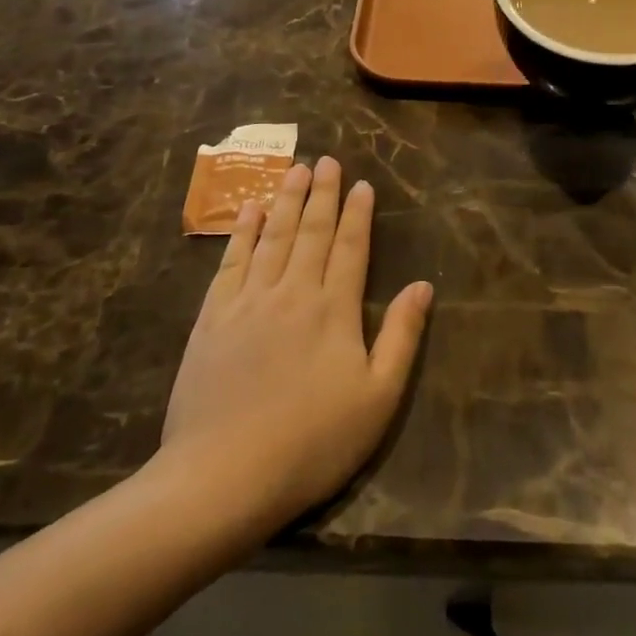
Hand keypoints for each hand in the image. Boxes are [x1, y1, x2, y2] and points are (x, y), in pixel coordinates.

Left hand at [159, 158, 432, 538]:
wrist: (224, 475)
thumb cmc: (313, 442)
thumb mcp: (378, 398)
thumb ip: (402, 336)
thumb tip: (423, 285)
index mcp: (335, 309)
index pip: (350, 247)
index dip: (358, 214)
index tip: (362, 184)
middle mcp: (293, 291)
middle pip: (311, 231)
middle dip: (322, 193)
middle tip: (326, 160)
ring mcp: (248, 301)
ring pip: (272, 236)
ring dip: (285, 200)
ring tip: (294, 169)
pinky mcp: (212, 317)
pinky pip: (231, 260)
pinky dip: (242, 231)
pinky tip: (249, 210)